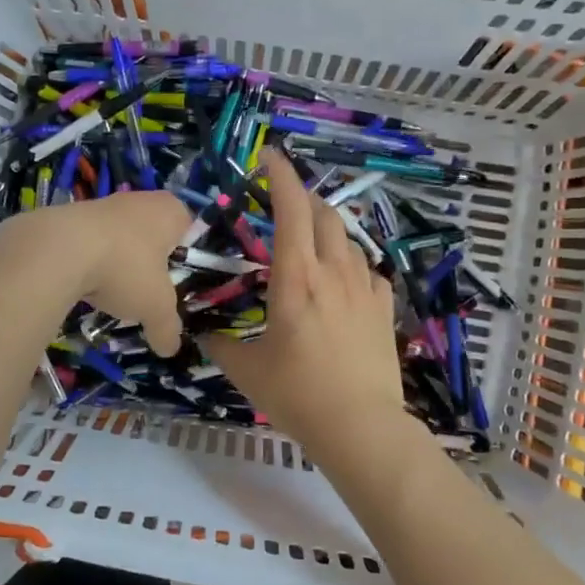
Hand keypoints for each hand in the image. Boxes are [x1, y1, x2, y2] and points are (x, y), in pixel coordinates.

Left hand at [0, 191, 190, 355]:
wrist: (59, 250)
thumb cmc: (125, 268)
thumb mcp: (155, 307)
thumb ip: (167, 328)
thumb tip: (171, 349)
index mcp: (171, 211)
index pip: (189, 231)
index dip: (184, 258)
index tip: (175, 283)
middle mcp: (140, 200)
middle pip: (152, 235)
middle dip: (148, 263)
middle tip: (146, 292)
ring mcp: (103, 203)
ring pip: (120, 238)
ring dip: (117, 262)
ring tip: (112, 292)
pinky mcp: (71, 215)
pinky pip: (90, 242)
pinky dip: (89, 261)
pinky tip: (84, 284)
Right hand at [203, 150, 406, 463]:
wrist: (360, 426)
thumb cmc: (298, 395)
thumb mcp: (247, 371)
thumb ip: (220, 346)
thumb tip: (200, 336)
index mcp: (296, 278)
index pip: (291, 210)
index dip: (281, 177)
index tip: (269, 157)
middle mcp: (334, 272)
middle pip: (325, 215)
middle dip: (304, 199)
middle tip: (285, 205)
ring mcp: (364, 289)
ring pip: (349, 240)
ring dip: (328, 230)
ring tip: (312, 242)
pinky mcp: (384, 309)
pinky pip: (369, 271)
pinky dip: (352, 264)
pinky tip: (344, 280)